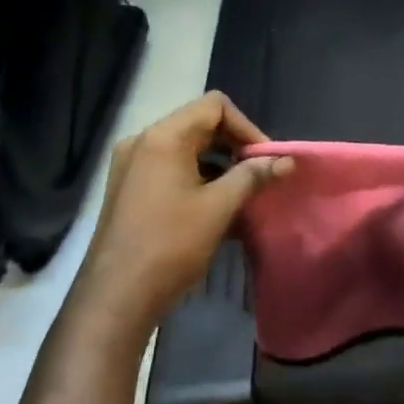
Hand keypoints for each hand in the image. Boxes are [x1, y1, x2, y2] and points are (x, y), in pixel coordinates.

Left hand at [68, 92, 291, 341]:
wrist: (116, 297)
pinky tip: (217, 210)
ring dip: (219, 165)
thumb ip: (254, 176)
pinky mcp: (129, 190)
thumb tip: (287, 161)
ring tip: (242, 195)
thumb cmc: (171, 245)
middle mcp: (143, 142)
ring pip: (187, 149)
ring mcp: (132, 167)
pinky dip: (198, 179)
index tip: (265, 159)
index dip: (246, 128)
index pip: (214, 106)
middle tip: (259, 176)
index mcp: (163, 137)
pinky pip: (171, 169)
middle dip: (235, 146)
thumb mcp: (219, 207)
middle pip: (200, 125)